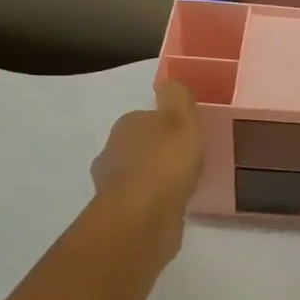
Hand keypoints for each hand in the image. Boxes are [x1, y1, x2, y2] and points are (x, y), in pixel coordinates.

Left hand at [90, 79, 204, 261]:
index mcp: (126, 125)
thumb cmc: (166, 161)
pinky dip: (154, 201)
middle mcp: (113, 151)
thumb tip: (170, 83)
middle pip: (139, 146)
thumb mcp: (182, 119)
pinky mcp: (120, 214)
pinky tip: (173, 207)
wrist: (144, 216)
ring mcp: (113, 185)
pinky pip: (142, 201)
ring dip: (155, 178)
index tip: (187, 135)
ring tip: (182, 185)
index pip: (146, 118)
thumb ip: (178, 97)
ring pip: (137, 174)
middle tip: (187, 160)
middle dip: (159, 151)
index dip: (167, 124)